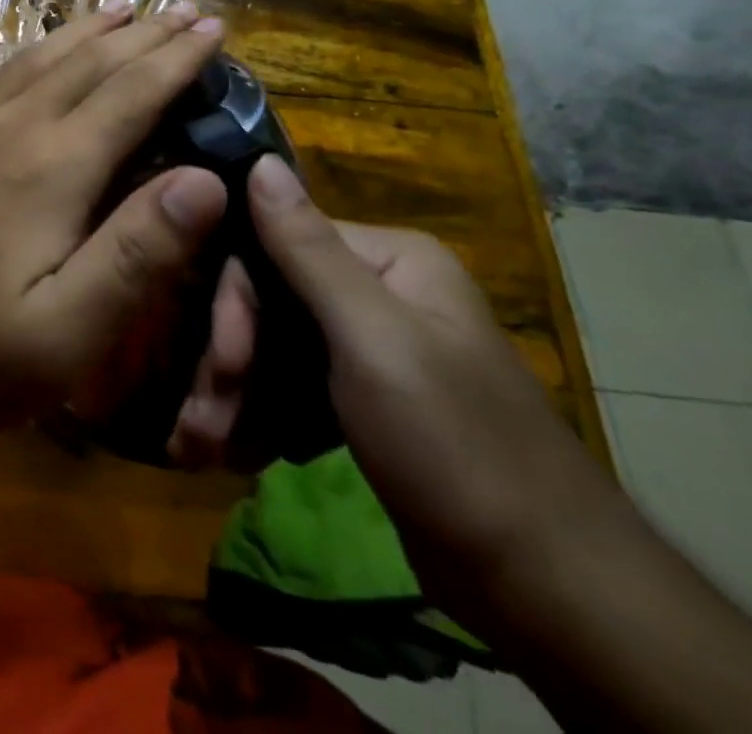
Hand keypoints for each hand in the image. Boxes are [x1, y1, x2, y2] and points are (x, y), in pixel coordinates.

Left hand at [0, 2, 229, 447]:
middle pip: (88, 63)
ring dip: (87, 31)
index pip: (131, 93)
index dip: (178, 58)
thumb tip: (209, 178)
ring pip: (38, 58)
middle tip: (185, 10)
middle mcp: (9, 127)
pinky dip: (29, 51)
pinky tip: (35, 51)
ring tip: (122, 9)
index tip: (216, 28)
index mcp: (51, 166)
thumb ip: (137, 252)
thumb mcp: (65, 331)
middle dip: (144, 34)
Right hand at [173, 157, 620, 603]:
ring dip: (239, 394)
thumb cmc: (456, 448)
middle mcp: (380, 288)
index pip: (276, 248)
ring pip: (277, 346)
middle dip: (232, 360)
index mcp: (389, 258)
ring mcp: (374, 344)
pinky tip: (246, 451)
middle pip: (272, 299)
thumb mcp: (373, 340)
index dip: (237, 303)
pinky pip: (297, 384)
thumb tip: (258, 159)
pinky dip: (267, 415)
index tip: (220, 367)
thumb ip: (308, 250)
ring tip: (208, 448)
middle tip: (202, 424)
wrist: (549, 592)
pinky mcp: (367, 397)